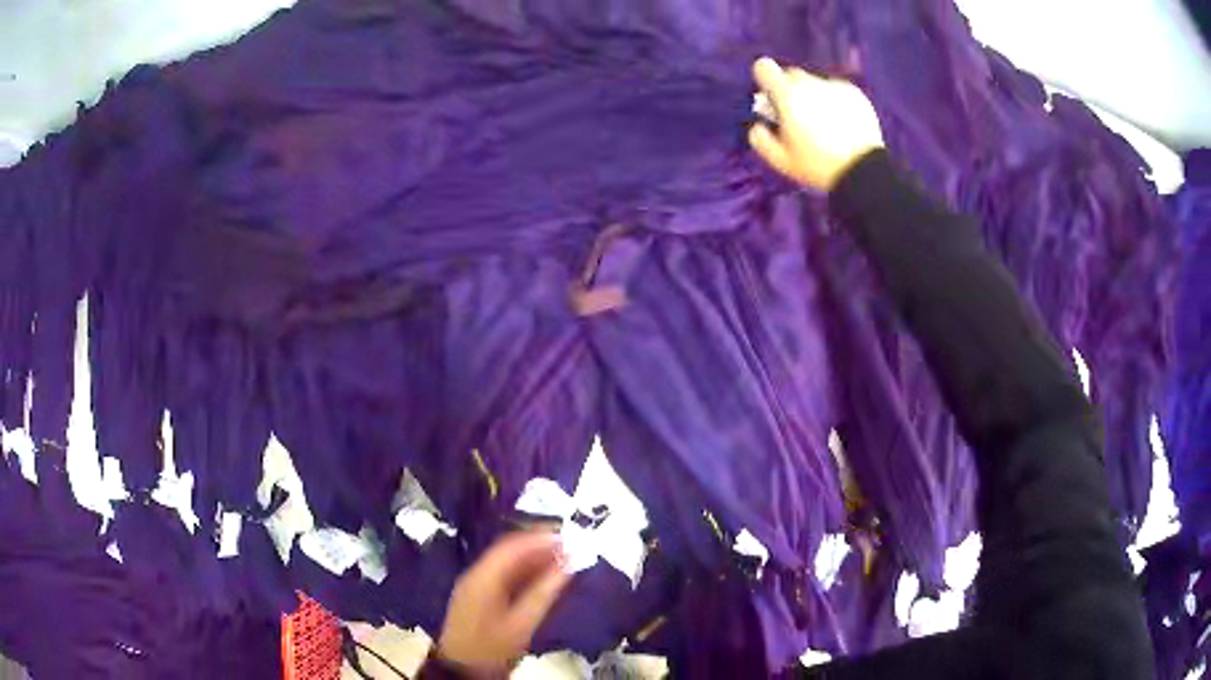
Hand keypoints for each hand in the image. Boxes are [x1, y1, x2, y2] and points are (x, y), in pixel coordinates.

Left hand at [436, 532, 570, 674]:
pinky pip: (503, 577)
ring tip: (562, 563)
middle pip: (509, 552)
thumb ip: (545, 592)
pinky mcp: (478, 598)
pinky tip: (543, 580)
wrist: (463, 670)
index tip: (568, 538)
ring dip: (533, 561)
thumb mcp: (522, 622)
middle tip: (570, 549)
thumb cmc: (493, 647)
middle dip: (539, 548)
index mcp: (484, 576)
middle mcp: (476, 575)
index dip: (540, 538)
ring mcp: (475, 586)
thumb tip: (569, 564)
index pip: (513, 546)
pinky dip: (524, 574)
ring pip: (507, 564)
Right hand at [748, 57, 885, 190]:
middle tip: (798, 116)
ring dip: (813, 96)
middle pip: (791, 74)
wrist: (863, 171)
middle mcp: (810, 83)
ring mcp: (834, 86)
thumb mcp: (780, 160)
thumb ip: (760, 138)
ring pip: (814, 83)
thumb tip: (758, 124)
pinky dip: (834, 101)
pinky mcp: (854, 93)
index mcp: (787, 95)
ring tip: (824, 124)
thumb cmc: (817, 165)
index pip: (764, 67)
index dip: (764, 80)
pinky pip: (835, 90)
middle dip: (789, 90)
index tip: (771, 98)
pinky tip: (842, 124)